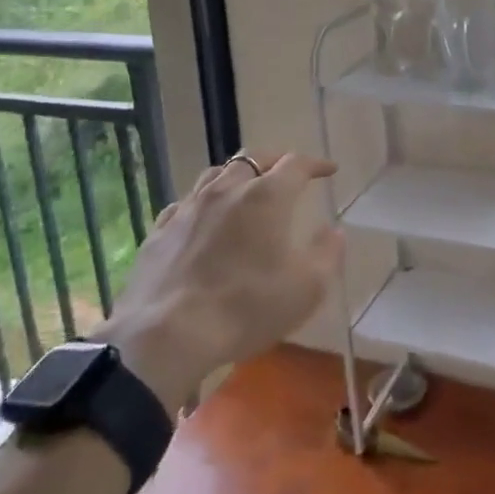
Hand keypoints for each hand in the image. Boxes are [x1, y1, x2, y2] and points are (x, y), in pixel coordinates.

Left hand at [96, 151, 342, 406]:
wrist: (168, 335)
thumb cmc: (247, 308)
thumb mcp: (306, 288)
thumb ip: (327, 254)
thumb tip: (334, 231)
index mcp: (265, 197)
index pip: (296, 165)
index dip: (315, 165)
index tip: (329, 170)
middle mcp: (226, 190)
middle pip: (253, 159)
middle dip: (275, 160)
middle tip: (288, 171)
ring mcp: (188, 208)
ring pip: (215, 174)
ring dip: (237, 175)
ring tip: (246, 186)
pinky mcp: (160, 230)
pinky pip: (185, 203)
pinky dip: (204, 202)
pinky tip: (203, 216)